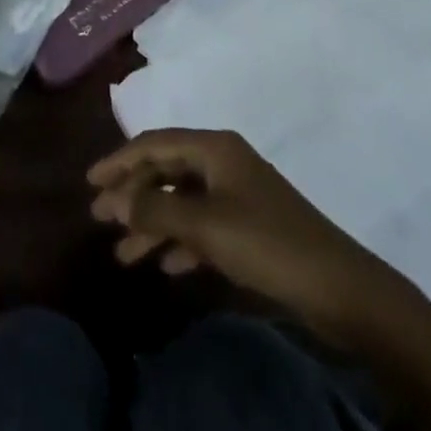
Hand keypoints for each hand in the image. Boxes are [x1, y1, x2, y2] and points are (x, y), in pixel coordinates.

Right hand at [89, 129, 411, 341]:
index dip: (120, 160)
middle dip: (133, 195)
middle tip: (100, 218)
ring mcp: (237, 194)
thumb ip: (157, 210)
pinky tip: (166, 264)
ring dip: (153, 224)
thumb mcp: (206, 225)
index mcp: (214, 147)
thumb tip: (117, 200)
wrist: (339, 287)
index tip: (90, 181)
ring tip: (123, 253)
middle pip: (166, 171)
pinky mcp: (249, 227)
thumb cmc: (268, 243)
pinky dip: (181, 241)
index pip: (155, 143)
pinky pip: (202, 226)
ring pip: (182, 202)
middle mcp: (223, 162)